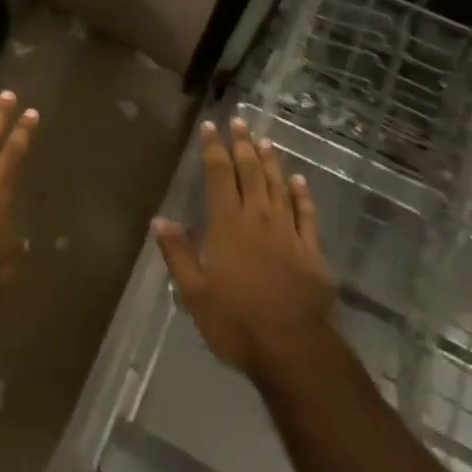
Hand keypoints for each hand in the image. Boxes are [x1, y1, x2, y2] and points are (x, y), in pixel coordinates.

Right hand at [155, 118, 334, 377]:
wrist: (293, 349)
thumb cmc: (236, 322)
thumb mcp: (195, 293)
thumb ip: (178, 253)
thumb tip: (159, 220)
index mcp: (227, 225)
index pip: (219, 176)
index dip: (214, 149)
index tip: (210, 127)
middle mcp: (259, 218)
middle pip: (251, 172)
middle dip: (242, 145)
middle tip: (239, 122)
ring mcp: (288, 232)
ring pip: (279, 186)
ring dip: (270, 161)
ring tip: (264, 140)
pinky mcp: (311, 250)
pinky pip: (306, 213)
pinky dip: (302, 193)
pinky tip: (299, 180)